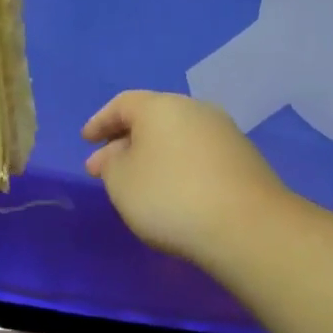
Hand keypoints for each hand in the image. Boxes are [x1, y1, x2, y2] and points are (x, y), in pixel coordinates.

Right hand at [82, 90, 291, 268]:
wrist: (247, 227)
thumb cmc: (170, 196)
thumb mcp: (121, 181)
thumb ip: (111, 163)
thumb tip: (122, 154)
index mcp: (161, 106)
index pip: (122, 104)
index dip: (99, 122)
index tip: (86, 140)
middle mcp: (195, 110)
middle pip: (151, 119)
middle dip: (123, 142)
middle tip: (103, 168)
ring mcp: (224, 134)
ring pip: (175, 138)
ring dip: (150, 156)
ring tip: (135, 183)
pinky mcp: (243, 160)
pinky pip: (196, 155)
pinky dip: (176, 167)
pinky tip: (169, 192)